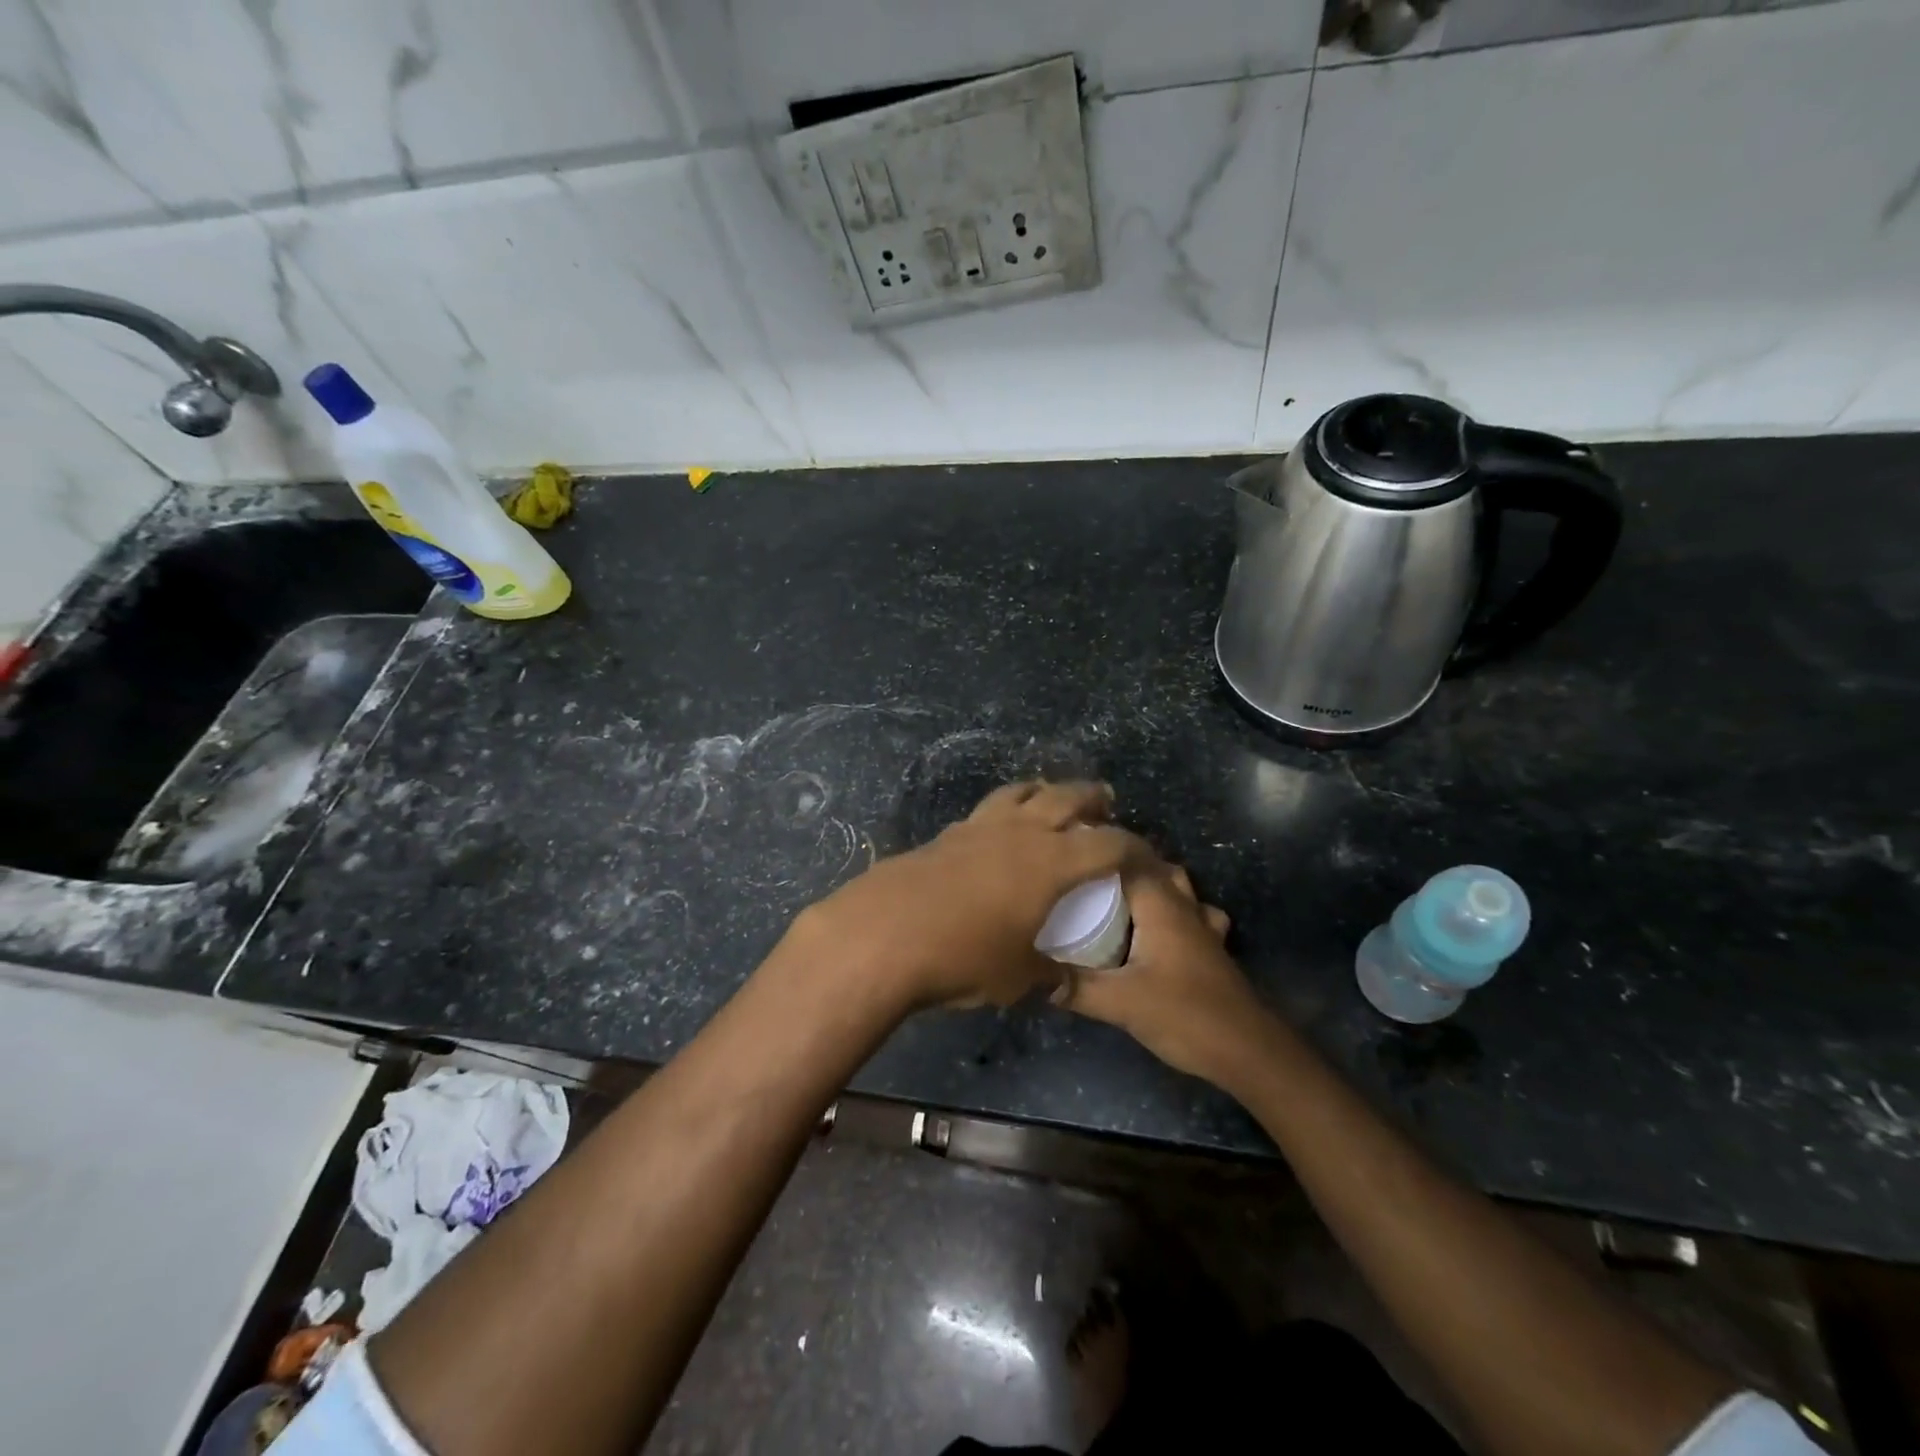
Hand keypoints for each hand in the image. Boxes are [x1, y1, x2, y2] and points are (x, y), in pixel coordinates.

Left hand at [789, 780, 1141, 1011]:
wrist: (884, 935)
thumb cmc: (963, 956)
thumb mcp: (1018, 976)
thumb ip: (1049, 972)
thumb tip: (1060, 976)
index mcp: (1052, 862)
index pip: (1109, 844)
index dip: (1135, 848)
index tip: (1147, 857)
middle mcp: (1020, 832)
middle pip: (1065, 797)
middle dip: (1091, 798)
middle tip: (1105, 804)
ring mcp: (979, 827)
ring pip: (1020, 792)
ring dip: (1043, 792)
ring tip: (1051, 800)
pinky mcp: (946, 834)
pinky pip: (987, 811)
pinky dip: (1005, 811)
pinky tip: (998, 832)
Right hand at [1054, 855, 1271, 1082]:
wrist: (1249, 1052)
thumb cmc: (1185, 1015)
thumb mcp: (1121, 1003)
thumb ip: (1077, 987)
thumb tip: (1036, 976)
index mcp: (1161, 905)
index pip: (1129, 857)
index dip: (1100, 848)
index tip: (1066, 850)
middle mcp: (1183, 906)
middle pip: (1153, 867)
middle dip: (1120, 864)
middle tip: (1082, 874)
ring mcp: (1203, 927)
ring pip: (1176, 888)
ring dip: (1149, 884)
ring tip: (1113, 895)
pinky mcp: (1210, 950)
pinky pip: (1189, 914)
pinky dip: (1171, 911)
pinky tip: (1154, 929)